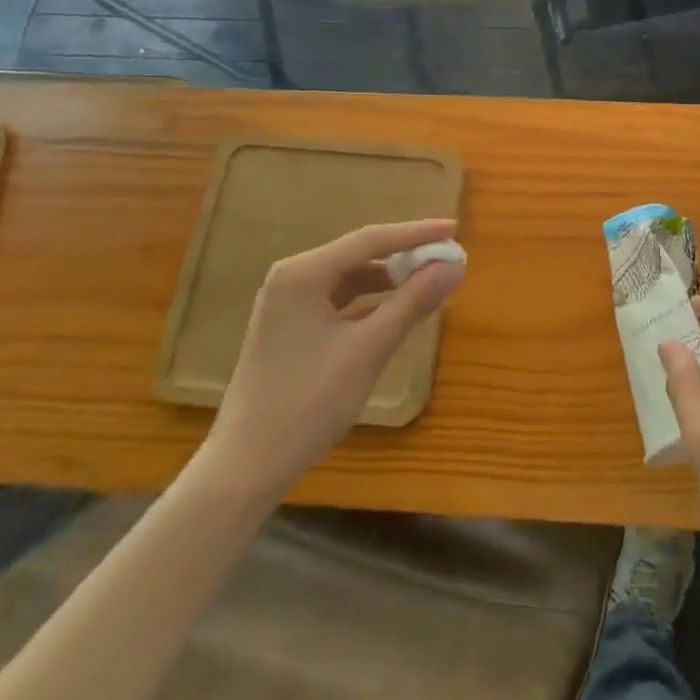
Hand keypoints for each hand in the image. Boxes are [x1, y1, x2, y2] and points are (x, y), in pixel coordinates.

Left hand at [193, 219, 462, 506]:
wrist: (245, 469)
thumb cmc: (307, 403)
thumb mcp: (368, 350)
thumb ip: (412, 303)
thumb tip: (454, 266)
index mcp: (303, 273)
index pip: (370, 240)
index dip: (416, 234)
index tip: (454, 230)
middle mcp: (292, 278)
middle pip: (360, 255)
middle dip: (405, 256)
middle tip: (448, 259)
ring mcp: (288, 304)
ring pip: (351, 279)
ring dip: (390, 280)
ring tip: (430, 283)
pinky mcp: (291, 329)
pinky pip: (340, 302)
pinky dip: (371, 303)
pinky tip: (398, 311)